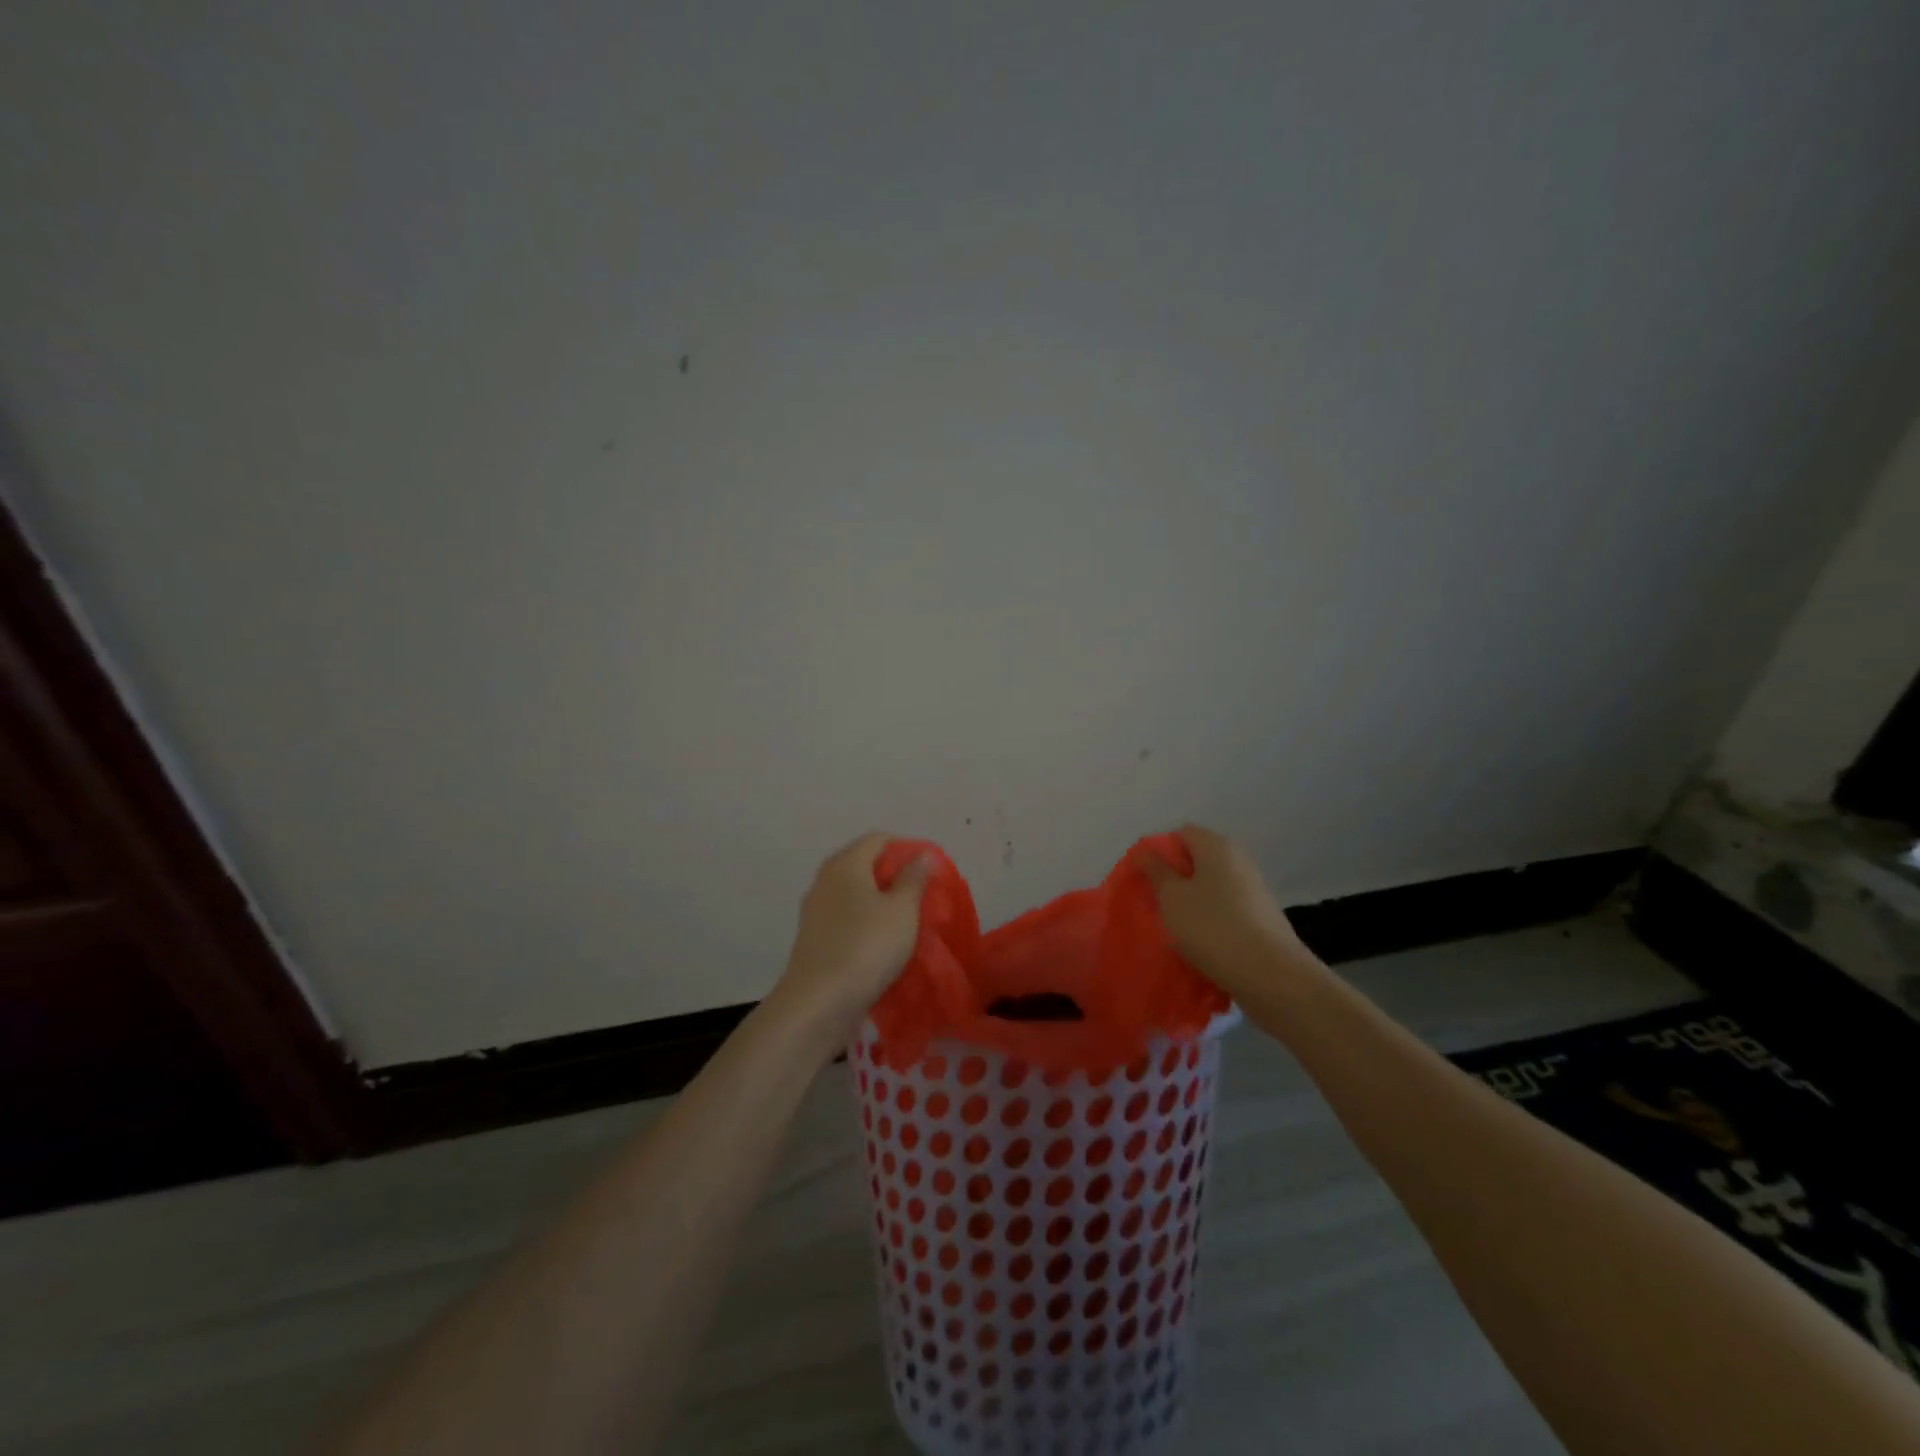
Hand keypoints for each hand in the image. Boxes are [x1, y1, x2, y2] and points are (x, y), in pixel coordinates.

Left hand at [772, 832, 931, 1053]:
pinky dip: (865, 923)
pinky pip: (845, 919)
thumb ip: (914, 879)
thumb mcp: (902, 911)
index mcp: (846, 863)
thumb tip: (923, 855)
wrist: (818, 1003)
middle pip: (864, 865)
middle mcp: (825, 879)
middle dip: (894, 877)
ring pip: (854, 894)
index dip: (907, 849)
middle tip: (922, 897)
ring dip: (880, 902)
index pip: (879, 839)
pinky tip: (882, 943)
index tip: (930, 872)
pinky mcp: (814, 938)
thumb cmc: (867, 947)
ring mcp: (815, 910)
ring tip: (907, 922)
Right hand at [1140, 824, 1318, 998]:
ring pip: (1212, 888)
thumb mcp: (1172, 897)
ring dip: (1192, 902)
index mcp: (1217, 846)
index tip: (1145, 878)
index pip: (1181, 833)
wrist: (1271, 975)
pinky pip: (1226, 910)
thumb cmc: (1212, 927)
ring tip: (1174, 927)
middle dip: (1175, 879)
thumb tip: (1146, 850)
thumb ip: (1156, 871)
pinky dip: (1211, 920)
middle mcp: (1239, 861)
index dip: (1160, 851)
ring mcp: (1254, 890)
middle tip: (1156, 903)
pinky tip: (1200, 942)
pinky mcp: (1262, 918)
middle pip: (1198, 860)